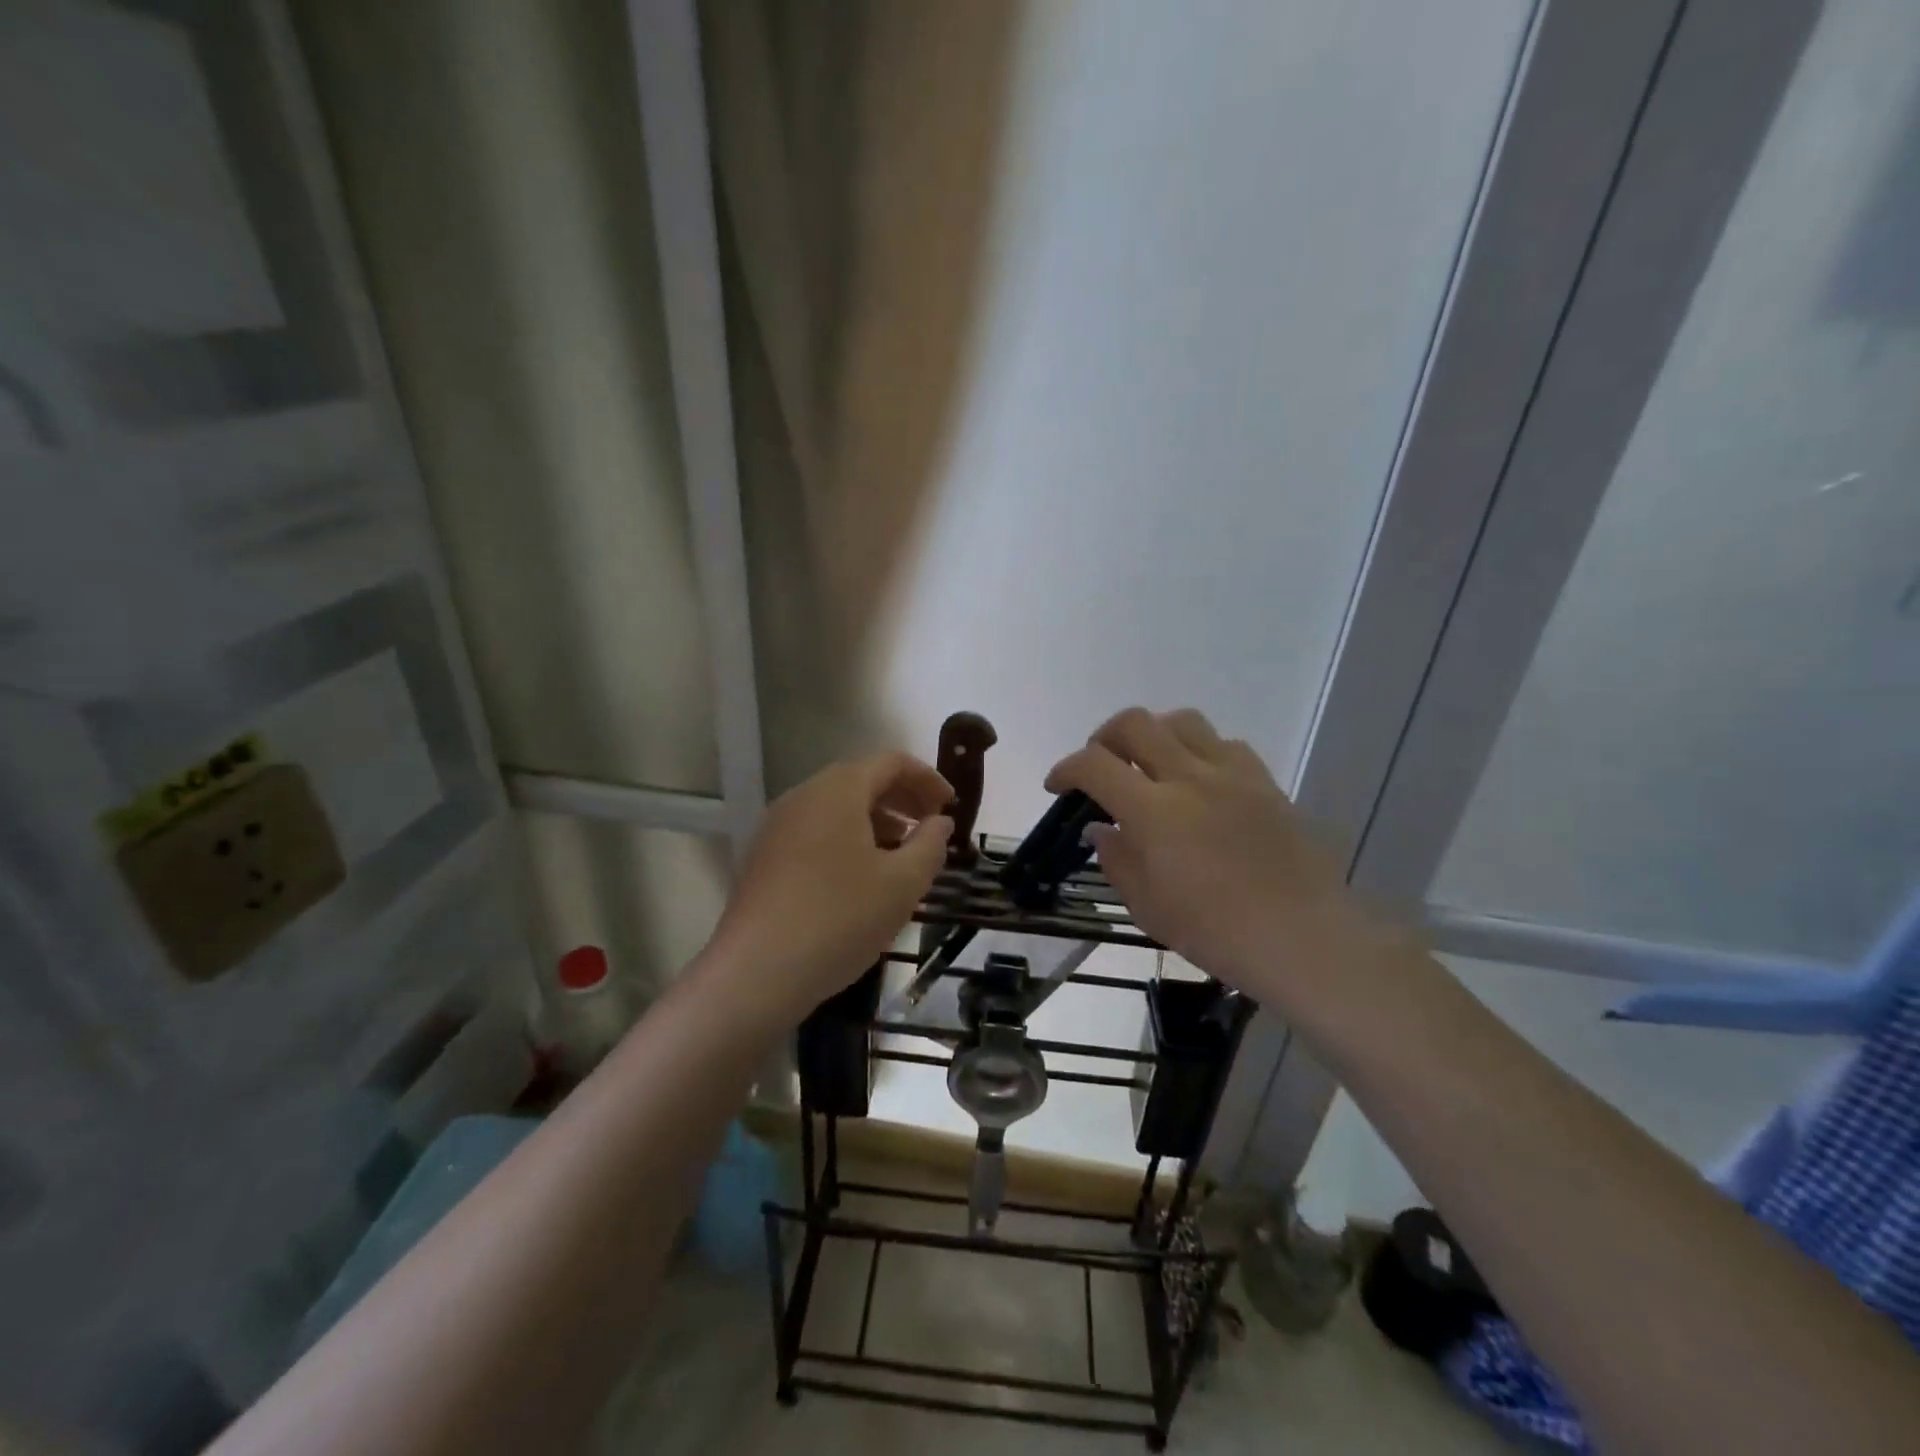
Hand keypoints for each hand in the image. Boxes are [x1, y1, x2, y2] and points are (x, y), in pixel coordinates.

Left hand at [705, 752, 953, 1018]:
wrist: (755, 973)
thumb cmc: (839, 919)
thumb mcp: (902, 884)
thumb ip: (930, 845)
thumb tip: (939, 822)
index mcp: (838, 790)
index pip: (890, 761)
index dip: (927, 778)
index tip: (951, 806)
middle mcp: (803, 796)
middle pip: (861, 780)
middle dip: (902, 799)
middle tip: (932, 828)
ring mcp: (777, 827)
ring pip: (837, 808)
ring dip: (876, 821)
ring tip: (902, 855)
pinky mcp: (764, 857)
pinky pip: (816, 832)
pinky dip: (848, 840)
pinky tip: (862, 878)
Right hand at [1046, 708, 1380, 1010]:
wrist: (1302, 938)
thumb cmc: (1216, 932)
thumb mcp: (1147, 907)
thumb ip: (1116, 859)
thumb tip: (1100, 828)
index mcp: (1154, 812)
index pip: (1094, 765)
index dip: (1066, 768)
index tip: (1057, 786)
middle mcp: (1189, 778)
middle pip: (1135, 723)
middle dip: (1104, 738)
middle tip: (1100, 765)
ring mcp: (1232, 775)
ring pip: (1181, 721)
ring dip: (1153, 734)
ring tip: (1149, 763)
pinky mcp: (1264, 782)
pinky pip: (1224, 744)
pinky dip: (1199, 751)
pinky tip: (1199, 780)